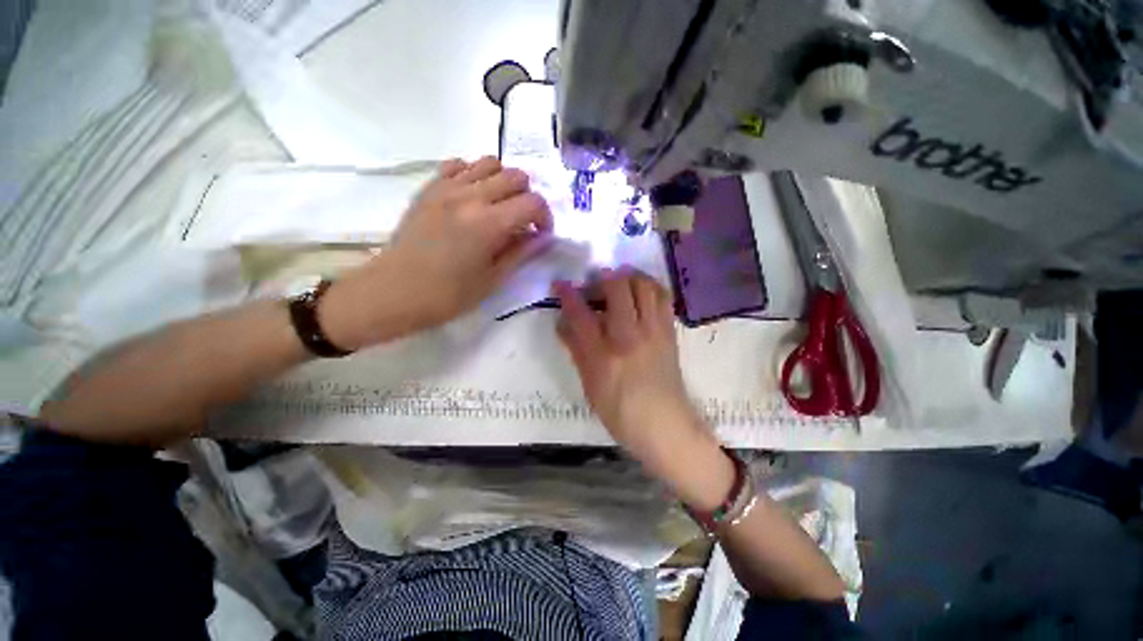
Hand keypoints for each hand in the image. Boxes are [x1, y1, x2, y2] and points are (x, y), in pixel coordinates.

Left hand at [320, 157, 552, 348]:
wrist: (394, 291)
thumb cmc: (448, 295)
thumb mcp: (493, 279)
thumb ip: (521, 253)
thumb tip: (542, 238)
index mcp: (488, 224)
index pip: (533, 203)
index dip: (545, 217)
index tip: (541, 234)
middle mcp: (470, 196)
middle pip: (515, 176)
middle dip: (528, 198)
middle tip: (522, 222)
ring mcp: (446, 187)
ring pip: (489, 163)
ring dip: (503, 182)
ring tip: (500, 206)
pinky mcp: (429, 188)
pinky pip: (459, 164)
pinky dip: (474, 175)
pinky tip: (473, 197)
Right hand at [556, 268, 735, 508]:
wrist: (665, 425)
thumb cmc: (620, 412)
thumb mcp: (589, 385)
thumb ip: (576, 350)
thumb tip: (562, 322)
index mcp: (603, 356)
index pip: (580, 314)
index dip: (567, 294)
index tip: (560, 284)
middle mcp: (629, 337)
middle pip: (617, 288)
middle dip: (601, 279)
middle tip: (594, 288)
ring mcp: (653, 331)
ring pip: (643, 285)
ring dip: (628, 277)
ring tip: (618, 286)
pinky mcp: (669, 332)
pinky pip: (662, 297)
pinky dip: (649, 287)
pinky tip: (639, 294)